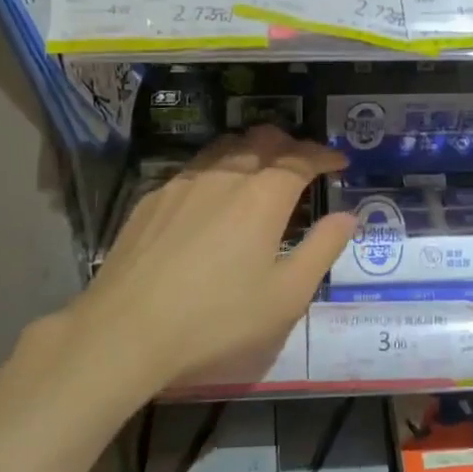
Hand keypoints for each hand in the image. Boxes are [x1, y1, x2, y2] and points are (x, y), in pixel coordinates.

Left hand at [30, 128, 357, 391]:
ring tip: (261, 170)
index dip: (324, 155)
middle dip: (290, 144)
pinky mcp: (152, 198)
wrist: (125, 331)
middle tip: (304, 161)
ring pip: (225, 148)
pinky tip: (212, 197)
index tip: (339, 160)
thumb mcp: (286, 296)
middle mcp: (225, 175)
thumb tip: (347, 217)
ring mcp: (183, 183)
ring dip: (251, 151)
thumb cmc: (218, 318)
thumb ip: (322, 249)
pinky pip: (194, 169)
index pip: (302, 158)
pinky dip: (217, 170)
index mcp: (264, 195)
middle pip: (262, 140)